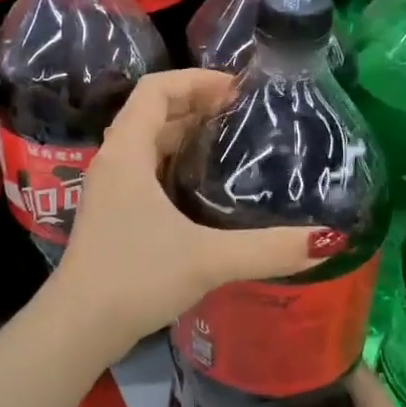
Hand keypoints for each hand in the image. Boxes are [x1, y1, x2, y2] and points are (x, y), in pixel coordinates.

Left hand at [51, 69, 328, 345]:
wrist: (78, 327)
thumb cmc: (135, 279)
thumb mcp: (207, 259)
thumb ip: (268, 249)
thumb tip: (327, 240)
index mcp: (126, 153)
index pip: (156, 89)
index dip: (196, 79)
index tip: (239, 90)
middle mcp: (114, 162)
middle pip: (153, 112)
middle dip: (198, 105)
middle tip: (245, 116)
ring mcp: (110, 190)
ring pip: (148, 143)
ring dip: (186, 135)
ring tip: (233, 143)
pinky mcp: (113, 215)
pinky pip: (146, 171)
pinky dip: (176, 164)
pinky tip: (206, 188)